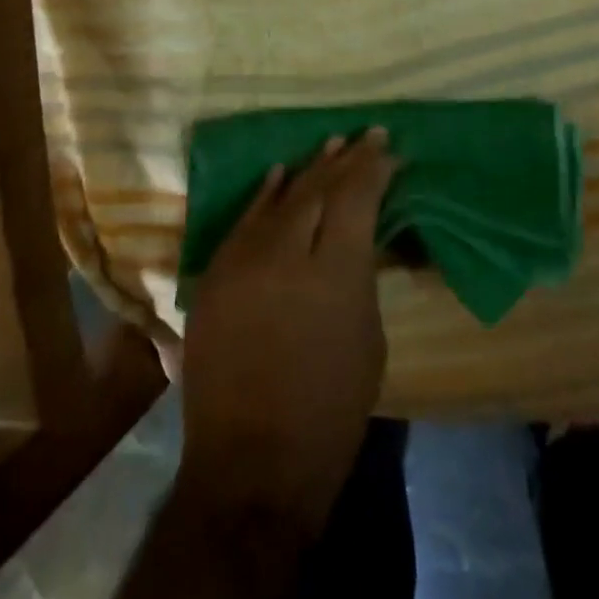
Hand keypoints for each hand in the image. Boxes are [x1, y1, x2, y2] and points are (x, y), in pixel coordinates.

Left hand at [179, 129, 399, 532]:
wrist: (252, 463)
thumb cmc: (330, 410)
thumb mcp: (368, 338)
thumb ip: (361, 276)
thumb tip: (357, 237)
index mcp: (334, 273)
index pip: (355, 198)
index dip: (372, 168)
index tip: (386, 147)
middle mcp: (285, 254)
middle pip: (317, 189)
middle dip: (344, 159)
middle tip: (363, 136)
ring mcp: (241, 261)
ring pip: (278, 197)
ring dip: (306, 170)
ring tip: (329, 144)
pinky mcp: (213, 275)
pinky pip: (243, 222)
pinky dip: (264, 196)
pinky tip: (278, 174)